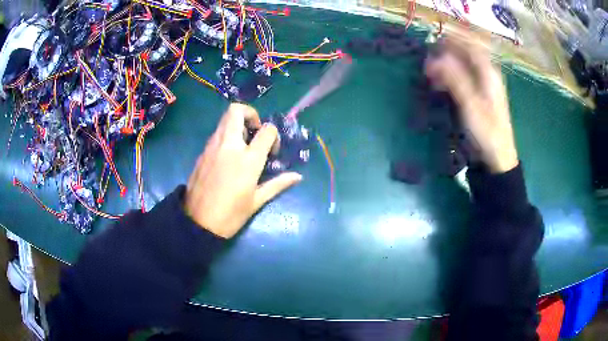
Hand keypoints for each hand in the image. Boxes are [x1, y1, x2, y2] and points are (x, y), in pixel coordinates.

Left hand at [185, 103, 302, 238]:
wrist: (198, 223)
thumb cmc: (231, 214)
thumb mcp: (257, 201)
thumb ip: (278, 184)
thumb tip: (298, 176)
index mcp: (247, 159)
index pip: (267, 130)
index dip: (273, 135)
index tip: (272, 152)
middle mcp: (229, 145)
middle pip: (237, 111)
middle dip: (250, 114)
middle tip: (255, 132)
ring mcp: (212, 147)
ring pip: (224, 120)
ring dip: (237, 124)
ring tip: (243, 145)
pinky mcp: (202, 153)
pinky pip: (216, 134)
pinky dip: (226, 136)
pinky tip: (229, 157)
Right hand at [425, 34, 518, 173]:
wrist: (497, 159)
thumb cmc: (487, 132)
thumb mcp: (470, 104)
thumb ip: (454, 78)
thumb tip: (435, 58)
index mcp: (488, 73)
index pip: (469, 45)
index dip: (451, 40)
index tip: (432, 42)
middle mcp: (487, 75)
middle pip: (465, 54)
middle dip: (446, 54)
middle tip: (427, 61)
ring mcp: (484, 87)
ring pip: (463, 67)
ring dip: (446, 67)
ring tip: (430, 74)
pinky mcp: (479, 98)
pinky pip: (463, 80)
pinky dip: (450, 79)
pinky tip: (440, 85)